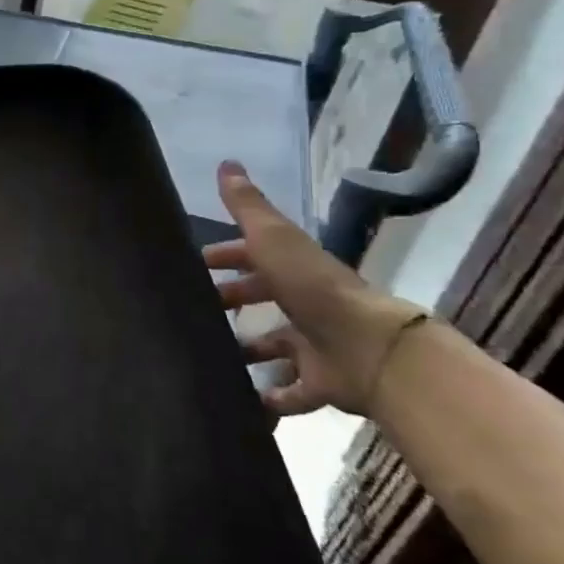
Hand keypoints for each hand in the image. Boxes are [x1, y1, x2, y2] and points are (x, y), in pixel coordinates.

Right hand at [201, 159, 424, 418]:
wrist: (368, 349)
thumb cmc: (313, 289)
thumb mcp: (274, 240)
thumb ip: (249, 207)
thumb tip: (226, 162)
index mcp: (294, 269)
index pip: (255, 255)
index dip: (226, 256)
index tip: (195, 264)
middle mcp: (305, 304)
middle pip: (263, 299)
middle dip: (231, 302)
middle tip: (194, 311)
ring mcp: (315, 345)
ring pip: (274, 347)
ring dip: (246, 351)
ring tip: (208, 356)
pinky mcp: (320, 384)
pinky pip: (289, 392)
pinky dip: (267, 399)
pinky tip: (238, 401)